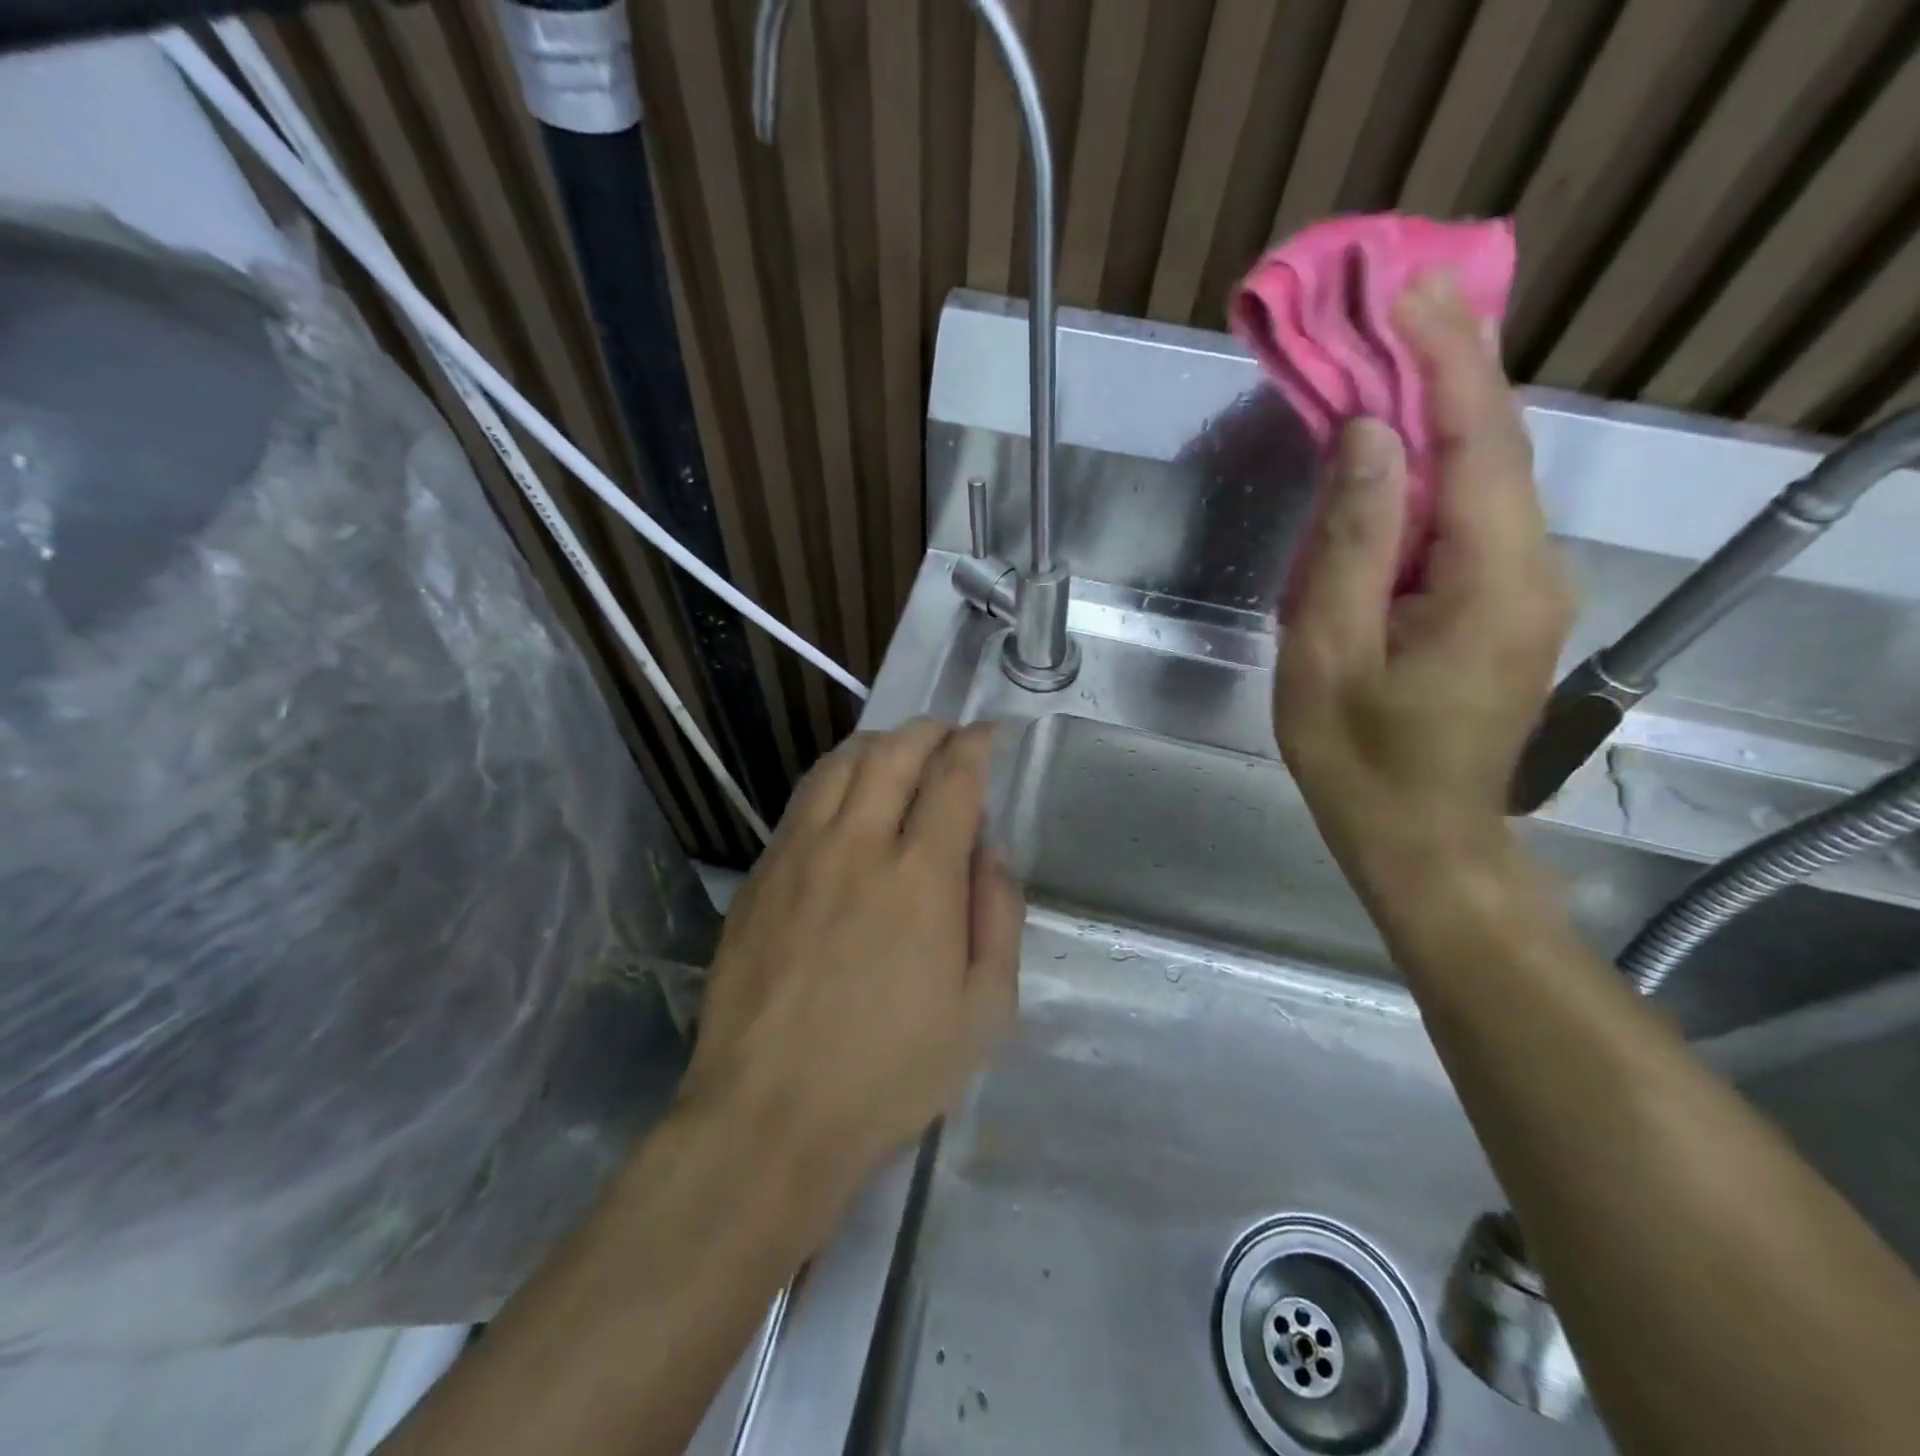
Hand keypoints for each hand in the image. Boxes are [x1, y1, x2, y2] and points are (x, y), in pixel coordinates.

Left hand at [680, 720, 1023, 1211]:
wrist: (770, 1114)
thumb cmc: (892, 1072)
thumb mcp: (984, 1011)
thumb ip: (998, 916)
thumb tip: (990, 849)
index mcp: (921, 876)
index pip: (954, 777)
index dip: (976, 745)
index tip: (989, 735)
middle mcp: (858, 844)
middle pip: (894, 752)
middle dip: (930, 731)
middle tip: (949, 735)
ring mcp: (799, 854)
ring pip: (840, 763)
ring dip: (878, 743)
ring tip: (899, 753)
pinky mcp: (761, 873)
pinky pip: (802, 799)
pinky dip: (835, 776)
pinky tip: (845, 796)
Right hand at [1273, 274, 1573, 878]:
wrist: (1419, 835)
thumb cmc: (1358, 756)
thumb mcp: (1327, 654)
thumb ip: (1351, 545)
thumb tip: (1368, 439)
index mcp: (1490, 580)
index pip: (1480, 442)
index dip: (1447, 359)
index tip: (1410, 291)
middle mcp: (1534, 569)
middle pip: (1497, 447)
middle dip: (1452, 366)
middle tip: (1403, 301)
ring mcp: (1529, 588)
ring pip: (1489, 480)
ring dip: (1445, 413)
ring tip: (1395, 356)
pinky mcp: (1508, 605)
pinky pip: (1476, 519)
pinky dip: (1441, 469)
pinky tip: (1404, 450)